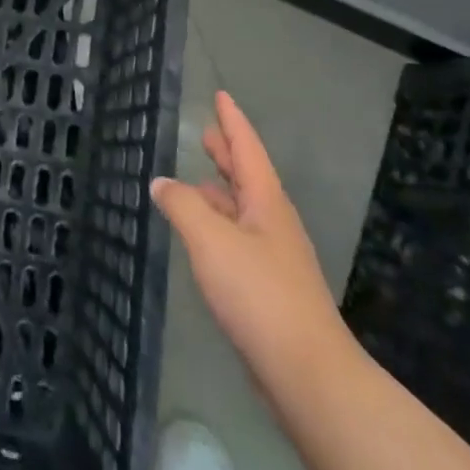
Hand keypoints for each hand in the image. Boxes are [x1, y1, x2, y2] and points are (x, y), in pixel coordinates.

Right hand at [152, 91, 355, 387]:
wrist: (307, 373)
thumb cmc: (258, 294)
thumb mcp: (210, 240)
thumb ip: (182, 205)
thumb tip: (162, 182)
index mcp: (266, 202)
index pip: (247, 149)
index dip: (232, 121)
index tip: (221, 96)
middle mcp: (274, 223)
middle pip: (248, 177)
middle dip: (227, 154)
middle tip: (207, 133)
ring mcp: (274, 257)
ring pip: (242, 210)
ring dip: (221, 191)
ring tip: (196, 180)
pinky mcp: (269, 289)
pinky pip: (238, 239)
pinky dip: (218, 224)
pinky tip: (202, 237)